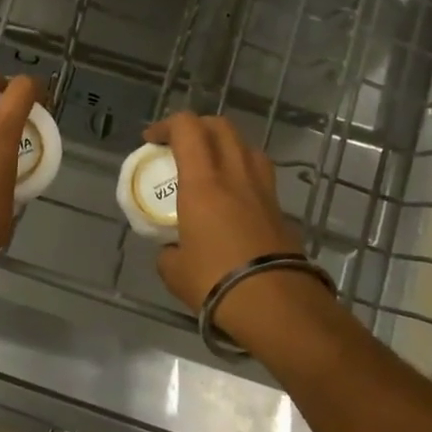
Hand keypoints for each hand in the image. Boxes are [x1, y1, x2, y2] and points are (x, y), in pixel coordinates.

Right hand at [147, 113, 320, 331]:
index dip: (166, 125)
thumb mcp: (174, 270)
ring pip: (246, 146)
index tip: (151, 141)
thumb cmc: (216, 281)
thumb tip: (172, 249)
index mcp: (203, 182)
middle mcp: (235, 175)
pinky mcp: (280, 210)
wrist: (277, 305)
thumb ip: (168, 250)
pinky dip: (242, 173)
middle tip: (178, 146)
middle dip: (196, 127)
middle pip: (221, 126)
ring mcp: (263, 190)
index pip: (187, 128)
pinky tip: (232, 197)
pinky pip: (259, 175)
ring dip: (224, 145)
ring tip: (209, 166)